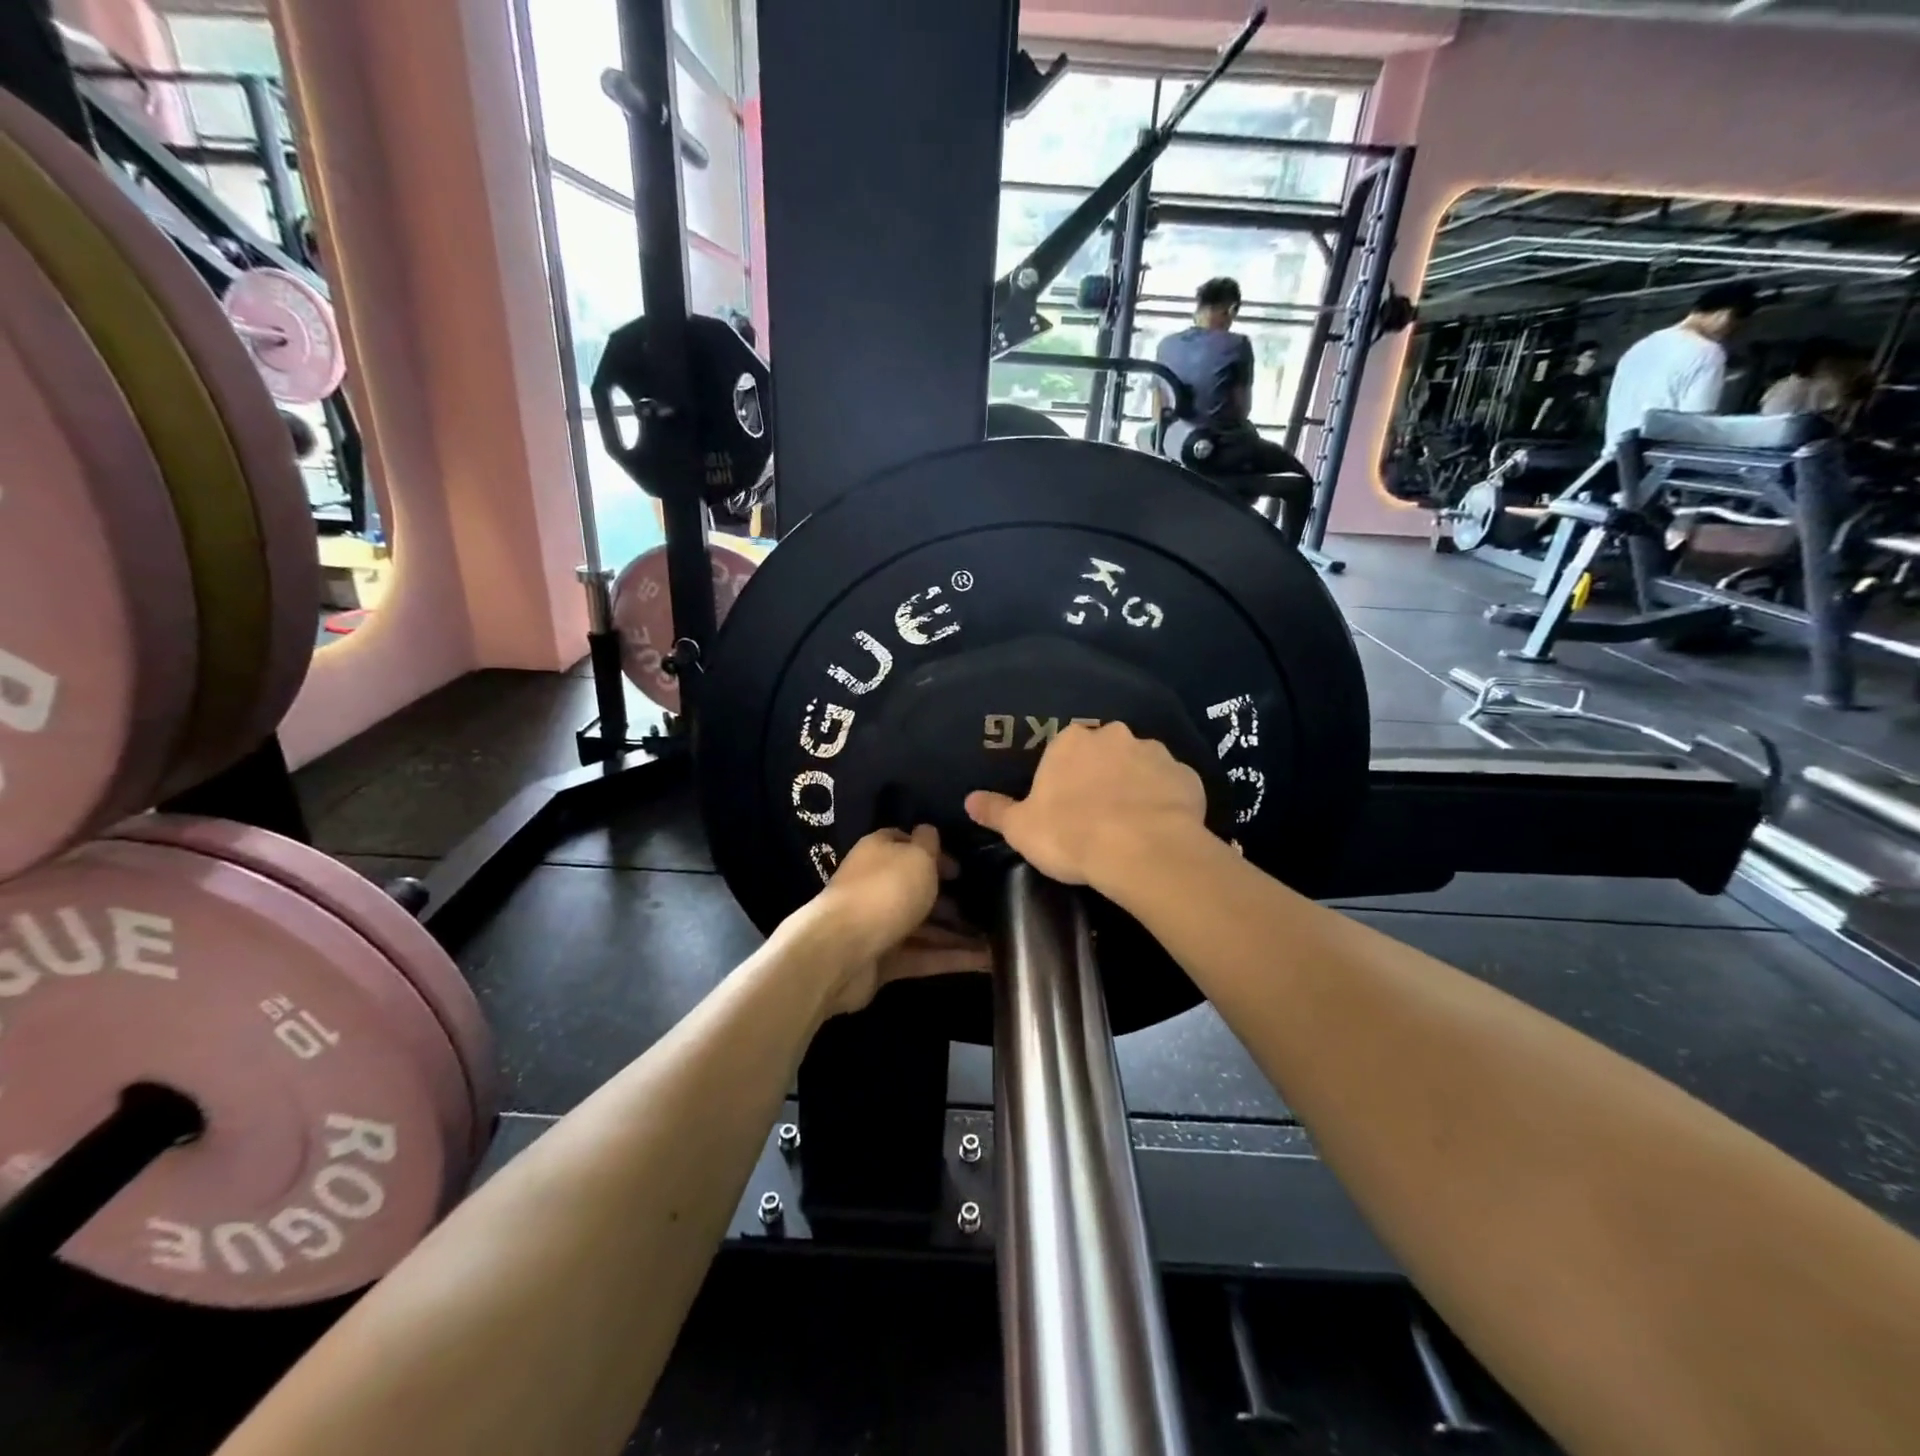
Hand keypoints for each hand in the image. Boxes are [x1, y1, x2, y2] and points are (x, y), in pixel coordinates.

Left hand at [808, 826, 989, 1015]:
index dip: (935, 853)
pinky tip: (987, 961)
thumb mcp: (916, 856)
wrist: (841, 952)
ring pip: (925, 926)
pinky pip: (925, 956)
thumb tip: (929, 832)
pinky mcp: (884, 961)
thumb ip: (928, 843)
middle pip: (917, 888)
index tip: (963, 867)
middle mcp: (876, 886)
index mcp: (878, 853)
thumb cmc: (884, 891)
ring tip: (997, 937)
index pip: (907, 844)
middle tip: (988, 904)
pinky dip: (953, 958)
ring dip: (958, 932)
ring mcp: (879, 926)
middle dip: (952, 897)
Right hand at [964, 722, 1206, 888]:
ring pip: (1140, 767)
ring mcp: (1155, 754)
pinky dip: (1166, 802)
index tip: (1064, 808)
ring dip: (1135, 787)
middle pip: (1104, 753)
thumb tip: (969, 799)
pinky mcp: (1187, 777)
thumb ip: (996, 810)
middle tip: (1097, 815)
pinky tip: (1161, 828)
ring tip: (1131, 825)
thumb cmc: (1071, 835)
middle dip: (1101, 776)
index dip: (1063, 779)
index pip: (1063, 751)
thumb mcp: (1021, 828)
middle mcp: (1114, 736)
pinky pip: (1171, 786)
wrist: (1141, 851)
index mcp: (1071, 742)